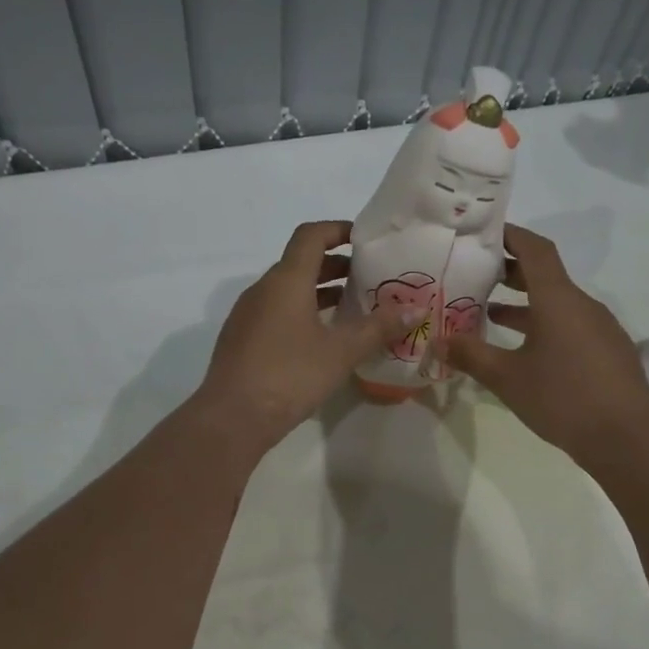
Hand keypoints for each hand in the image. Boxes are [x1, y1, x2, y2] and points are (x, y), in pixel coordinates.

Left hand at [194, 221, 412, 452]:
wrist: (232, 418)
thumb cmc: (290, 375)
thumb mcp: (341, 352)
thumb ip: (378, 328)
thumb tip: (416, 309)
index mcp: (286, 280)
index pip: (311, 236)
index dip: (338, 230)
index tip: (365, 240)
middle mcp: (263, 289)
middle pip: (300, 263)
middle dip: (335, 266)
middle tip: (368, 280)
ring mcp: (247, 315)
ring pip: (287, 291)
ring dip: (318, 293)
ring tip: (350, 310)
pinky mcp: (241, 340)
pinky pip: (276, 313)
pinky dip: (301, 314)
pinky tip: (320, 341)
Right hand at [442, 225, 648, 467]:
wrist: (626, 438)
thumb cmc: (563, 398)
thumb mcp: (507, 378)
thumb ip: (472, 355)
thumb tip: (439, 341)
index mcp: (558, 300)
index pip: (535, 250)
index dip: (511, 235)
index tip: (485, 233)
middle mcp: (582, 304)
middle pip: (545, 275)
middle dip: (511, 271)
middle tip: (477, 274)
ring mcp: (599, 327)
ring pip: (557, 303)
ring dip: (525, 303)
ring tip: (490, 313)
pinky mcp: (606, 350)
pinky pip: (570, 324)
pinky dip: (543, 324)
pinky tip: (524, 349)